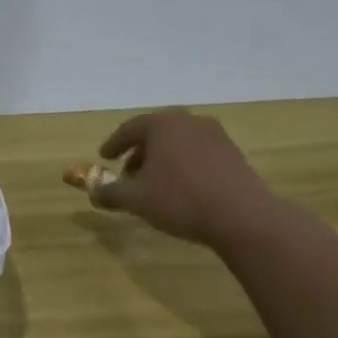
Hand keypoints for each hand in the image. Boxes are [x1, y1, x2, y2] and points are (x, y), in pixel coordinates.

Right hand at [93, 109, 277, 245]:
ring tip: (154, 183)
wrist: (242, 216)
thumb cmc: (180, 200)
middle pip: (156, 132)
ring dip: (163, 159)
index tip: (104, 157)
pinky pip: (198, 153)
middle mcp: (189, 122)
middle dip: (140, 152)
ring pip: (179, 143)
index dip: (114, 144)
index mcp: (163, 125)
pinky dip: (184, 164)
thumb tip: (95, 191)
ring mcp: (216, 136)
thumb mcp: (136, 199)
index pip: (130, 129)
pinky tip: (182, 188)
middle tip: (128, 172)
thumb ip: (111, 192)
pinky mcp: (233, 154)